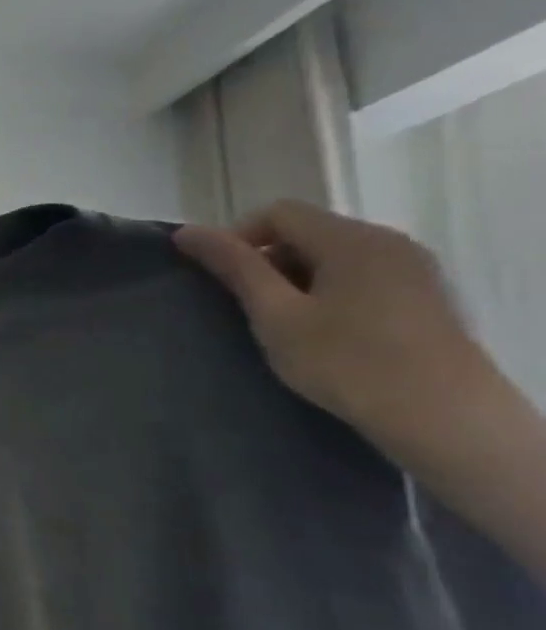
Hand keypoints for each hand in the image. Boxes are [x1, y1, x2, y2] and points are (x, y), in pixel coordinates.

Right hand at [173, 200, 494, 444]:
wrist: (442, 416)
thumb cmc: (346, 362)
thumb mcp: (275, 314)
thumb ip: (234, 267)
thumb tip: (187, 232)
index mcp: (352, 239)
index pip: (278, 213)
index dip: (237, 238)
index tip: (222, 281)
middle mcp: (389, 241)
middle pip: (307, 231)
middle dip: (268, 262)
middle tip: (251, 308)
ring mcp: (413, 268)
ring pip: (332, 255)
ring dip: (297, 279)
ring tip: (286, 323)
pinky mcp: (424, 295)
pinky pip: (360, 275)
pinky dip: (329, 291)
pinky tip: (325, 330)